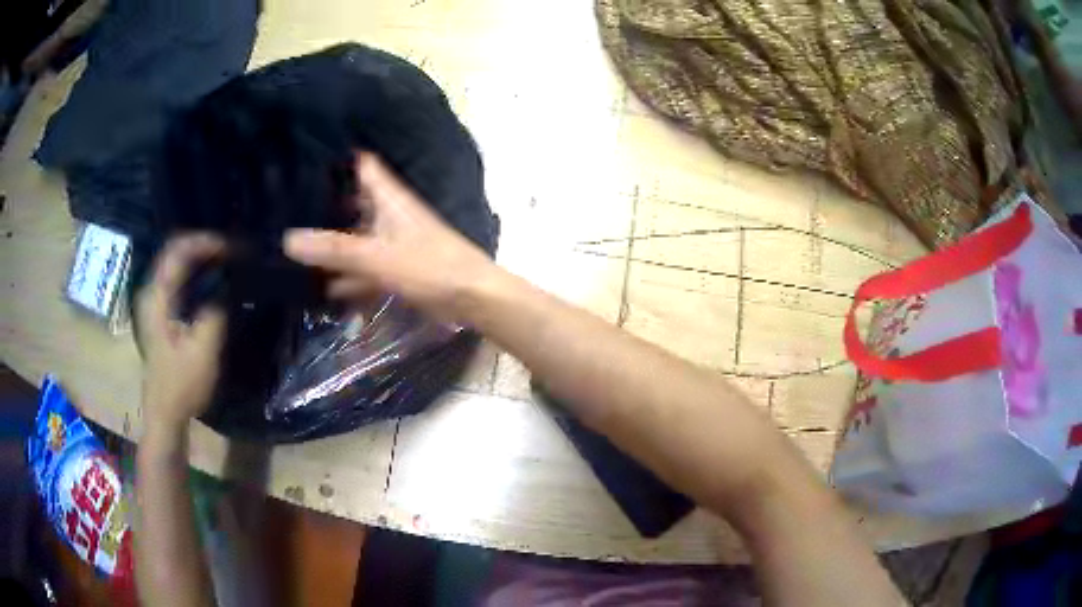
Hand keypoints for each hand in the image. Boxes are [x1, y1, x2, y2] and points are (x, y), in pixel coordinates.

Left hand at [135, 234, 226, 433]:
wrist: (165, 414)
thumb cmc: (181, 386)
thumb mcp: (203, 351)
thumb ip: (214, 312)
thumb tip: (226, 284)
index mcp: (158, 297)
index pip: (179, 250)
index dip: (205, 242)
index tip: (232, 247)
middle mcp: (152, 292)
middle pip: (175, 251)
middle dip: (203, 246)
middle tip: (232, 252)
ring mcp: (154, 303)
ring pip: (176, 264)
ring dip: (200, 258)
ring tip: (226, 262)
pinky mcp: (160, 313)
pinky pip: (177, 279)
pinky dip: (195, 274)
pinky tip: (211, 282)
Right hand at [284, 152, 496, 322]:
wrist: (472, 298)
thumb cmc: (430, 267)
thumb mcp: (378, 257)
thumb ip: (335, 249)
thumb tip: (288, 239)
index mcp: (389, 199)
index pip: (362, 165)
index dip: (338, 157)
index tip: (304, 156)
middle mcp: (389, 214)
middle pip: (353, 202)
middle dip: (325, 205)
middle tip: (287, 207)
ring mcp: (393, 242)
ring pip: (357, 237)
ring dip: (333, 244)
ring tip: (295, 247)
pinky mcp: (397, 267)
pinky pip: (365, 267)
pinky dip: (348, 275)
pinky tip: (323, 286)